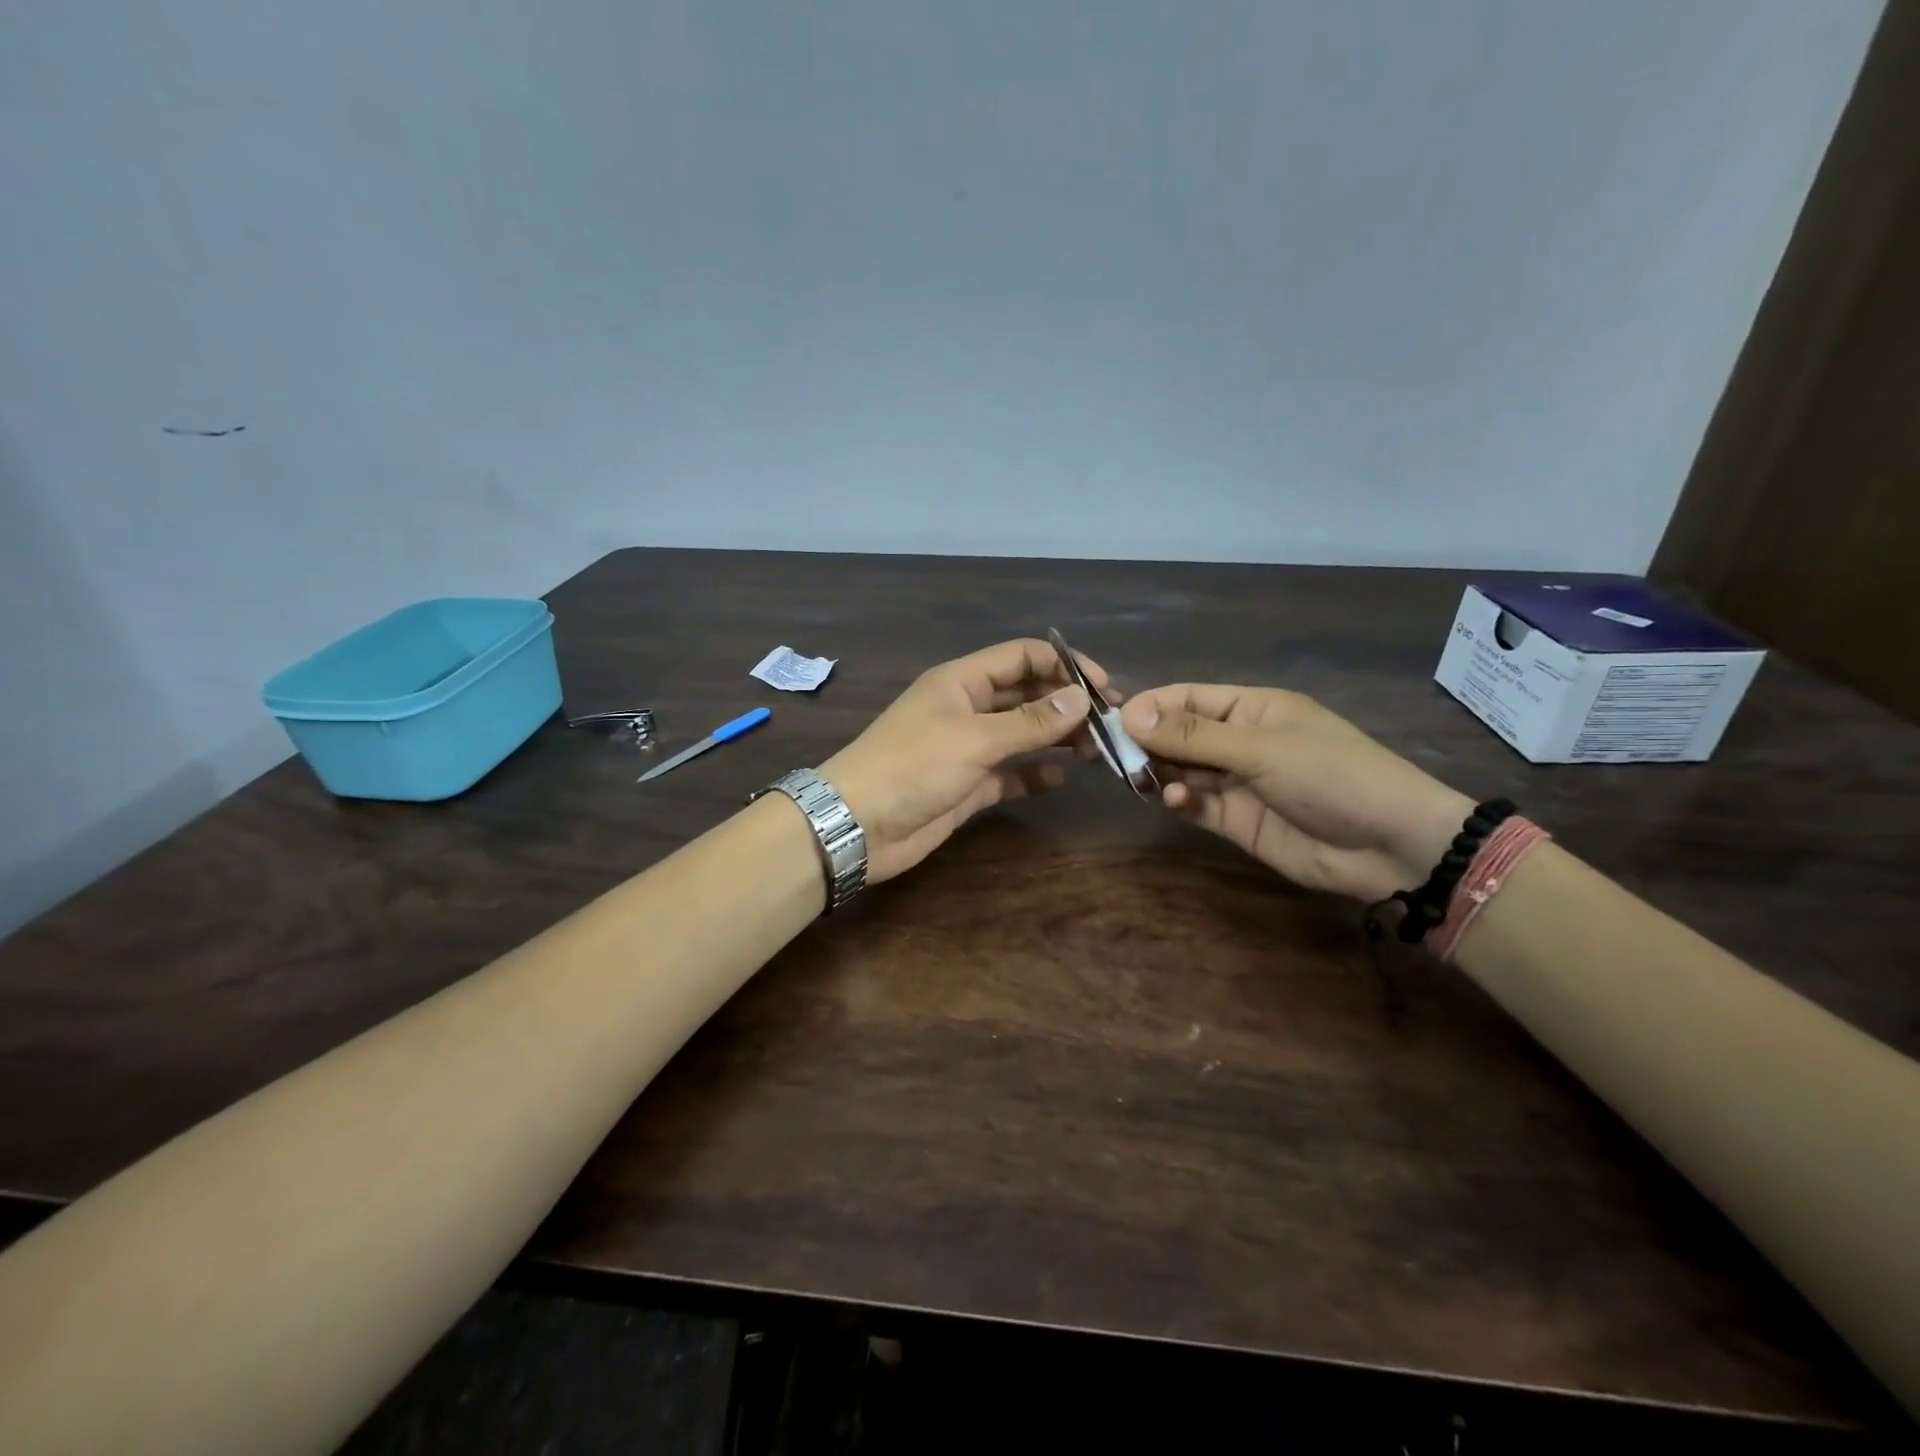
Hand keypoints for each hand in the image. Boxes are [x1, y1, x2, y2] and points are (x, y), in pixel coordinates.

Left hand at [820, 639, 1112, 882]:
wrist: (858, 825)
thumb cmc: (913, 767)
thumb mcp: (975, 738)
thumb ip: (1031, 720)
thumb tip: (1082, 697)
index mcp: (963, 681)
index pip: (1023, 657)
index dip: (1064, 666)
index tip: (1105, 688)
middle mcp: (967, 708)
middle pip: (1027, 695)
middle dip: (1066, 704)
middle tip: (1110, 724)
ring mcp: (967, 748)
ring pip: (1022, 735)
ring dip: (1057, 738)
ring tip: (1098, 750)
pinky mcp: (967, 785)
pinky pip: (1009, 773)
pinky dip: (1033, 774)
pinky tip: (1060, 779)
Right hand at [1119, 684, 1472, 902]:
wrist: (1390, 845)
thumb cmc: (1330, 775)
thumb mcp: (1260, 748)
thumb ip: (1193, 736)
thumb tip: (1131, 713)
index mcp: (1251, 709)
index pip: (1188, 699)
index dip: (1151, 706)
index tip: (1113, 720)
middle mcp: (1239, 742)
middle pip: (1179, 736)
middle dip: (1148, 743)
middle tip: (1115, 756)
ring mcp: (1237, 782)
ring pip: (1182, 772)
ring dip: (1160, 774)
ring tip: (1141, 780)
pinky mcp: (1237, 821)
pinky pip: (1196, 806)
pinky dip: (1180, 802)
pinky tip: (1175, 802)